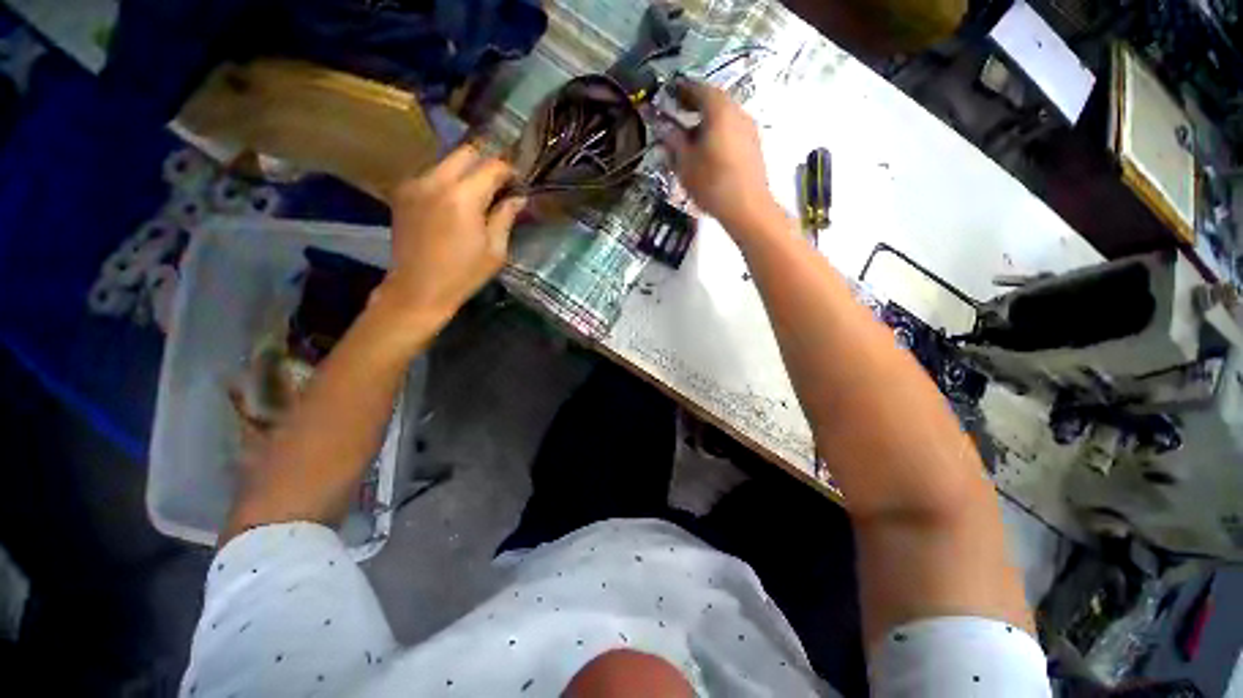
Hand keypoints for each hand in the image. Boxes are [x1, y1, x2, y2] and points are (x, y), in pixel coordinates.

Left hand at [381, 143, 525, 326]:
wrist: (417, 289)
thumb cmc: (463, 274)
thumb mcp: (495, 250)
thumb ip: (506, 217)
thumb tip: (518, 198)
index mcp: (463, 197)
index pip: (492, 166)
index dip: (509, 170)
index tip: (518, 181)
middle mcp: (436, 181)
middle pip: (466, 152)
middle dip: (486, 162)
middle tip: (499, 182)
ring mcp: (415, 184)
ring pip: (446, 161)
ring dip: (466, 171)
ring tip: (477, 193)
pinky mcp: (402, 192)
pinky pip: (431, 175)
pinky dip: (447, 181)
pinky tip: (454, 202)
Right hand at [660, 80, 781, 233]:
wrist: (747, 208)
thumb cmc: (712, 183)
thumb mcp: (685, 163)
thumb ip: (674, 141)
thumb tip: (664, 127)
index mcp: (719, 110)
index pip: (698, 89)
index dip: (682, 89)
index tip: (670, 91)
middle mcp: (738, 112)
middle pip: (715, 100)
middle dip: (696, 103)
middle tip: (680, 110)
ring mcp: (749, 128)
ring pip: (725, 115)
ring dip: (708, 118)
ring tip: (693, 132)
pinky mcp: (754, 145)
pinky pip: (733, 129)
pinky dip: (719, 130)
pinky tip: (710, 147)